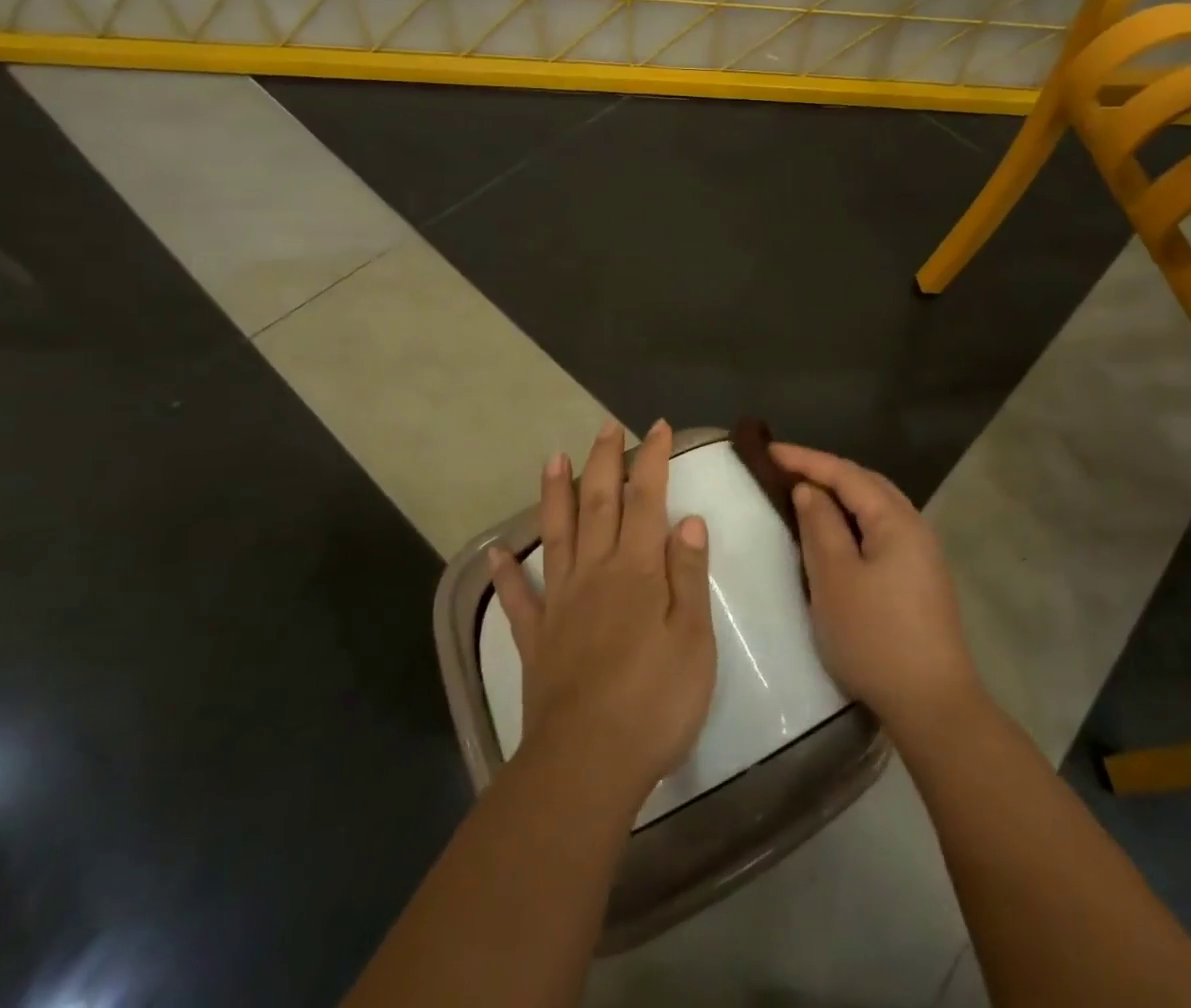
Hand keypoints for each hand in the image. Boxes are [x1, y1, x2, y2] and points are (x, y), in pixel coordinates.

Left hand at [491, 419, 717, 805]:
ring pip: (557, 535)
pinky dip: (507, 573)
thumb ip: (688, 575)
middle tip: (605, 427)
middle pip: (598, 505)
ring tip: (551, 458)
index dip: (652, 460)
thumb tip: (688, 520)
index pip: (646, 500)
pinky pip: (519, 599)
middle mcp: (595, 573)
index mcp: (637, 571)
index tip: (657, 427)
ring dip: (554, 494)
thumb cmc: (655, 701)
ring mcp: (561, 604)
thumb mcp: (693, 639)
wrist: (588, 763)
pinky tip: (496, 553)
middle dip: (603, 462)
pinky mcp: (537, 639)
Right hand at [771, 443, 983, 745]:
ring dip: (841, 495)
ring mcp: (922, 554)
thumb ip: (820, 526)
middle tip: (786, 468)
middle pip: (866, 483)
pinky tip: (837, 533)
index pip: (846, 474)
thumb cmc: (875, 637)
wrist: (932, 704)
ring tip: (807, 493)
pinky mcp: (919, 577)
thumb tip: (809, 490)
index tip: (770, 450)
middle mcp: (915, 526)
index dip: (806, 459)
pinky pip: (881, 529)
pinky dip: (854, 519)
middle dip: (826, 471)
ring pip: (876, 507)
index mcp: (896, 520)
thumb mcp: (835, 578)